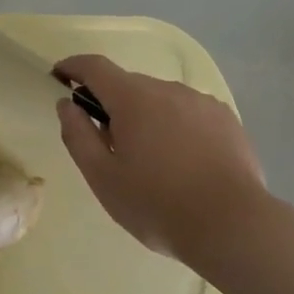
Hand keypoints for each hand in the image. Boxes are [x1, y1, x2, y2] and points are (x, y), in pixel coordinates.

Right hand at [54, 54, 267, 262]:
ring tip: (154, 162)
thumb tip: (67, 104)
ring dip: (147, 117)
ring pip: (161, 100)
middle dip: (112, 105)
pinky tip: (185, 163)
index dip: (73, 66)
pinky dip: (177, 127)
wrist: (233, 226)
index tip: (59, 77)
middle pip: (128, 85)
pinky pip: (189, 113)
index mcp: (132, 98)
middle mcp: (167, 88)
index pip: (94, 67)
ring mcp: (201, 101)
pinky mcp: (226, 119)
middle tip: (109, 146)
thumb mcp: (103, 177)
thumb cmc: (157, 204)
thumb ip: (78, 135)